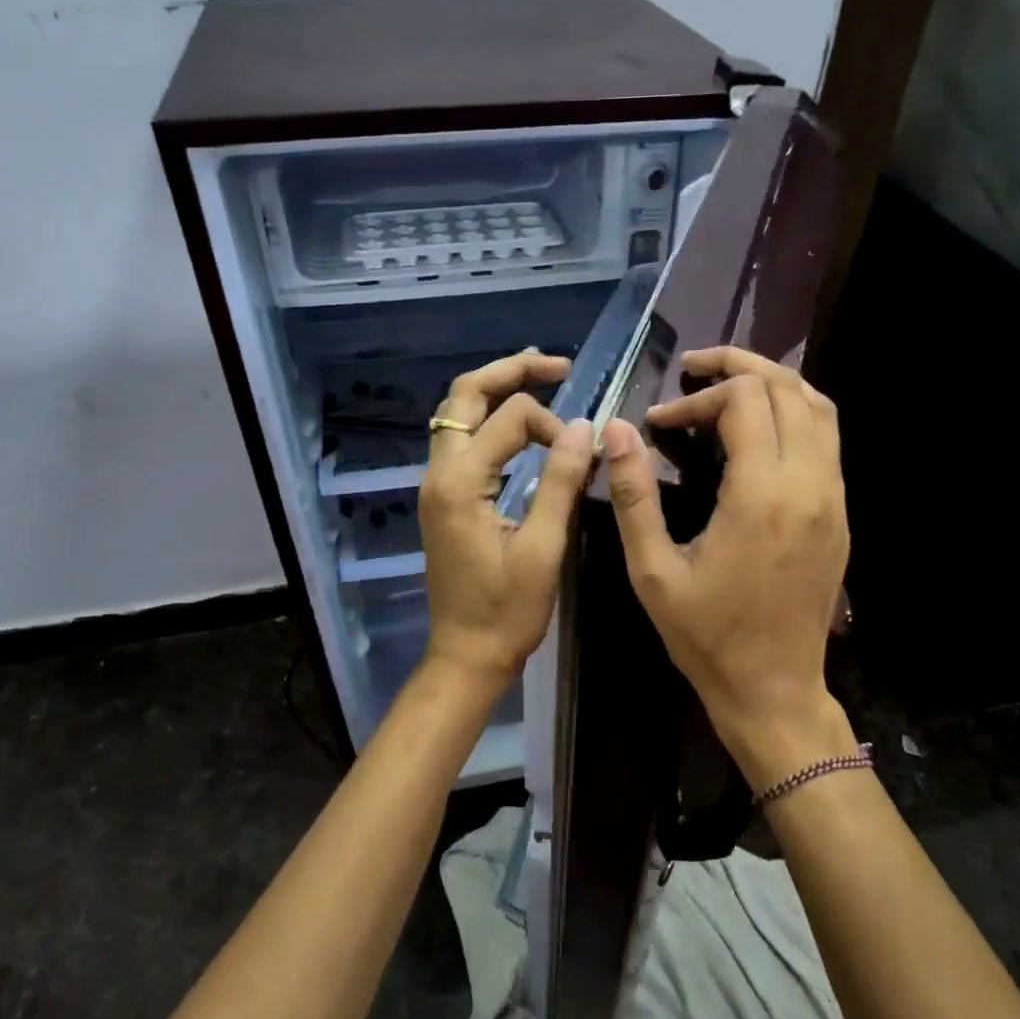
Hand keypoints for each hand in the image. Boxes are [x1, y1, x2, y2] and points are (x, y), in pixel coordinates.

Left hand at [420, 352, 594, 681]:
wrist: (466, 653)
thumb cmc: (507, 611)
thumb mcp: (543, 548)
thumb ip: (560, 482)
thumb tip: (583, 427)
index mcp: (459, 482)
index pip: (509, 419)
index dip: (553, 425)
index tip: (584, 453)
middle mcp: (438, 473)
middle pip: (464, 396)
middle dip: (509, 373)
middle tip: (556, 365)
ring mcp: (435, 485)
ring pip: (457, 415)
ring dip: (495, 392)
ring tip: (539, 379)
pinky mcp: (443, 499)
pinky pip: (460, 441)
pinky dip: (489, 421)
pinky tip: (519, 425)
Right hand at [603, 347, 848, 781]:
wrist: (774, 690)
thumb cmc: (706, 636)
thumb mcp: (652, 571)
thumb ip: (634, 495)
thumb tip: (616, 431)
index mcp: (762, 496)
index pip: (744, 401)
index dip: (697, 398)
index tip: (659, 423)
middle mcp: (809, 485)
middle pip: (789, 388)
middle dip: (739, 367)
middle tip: (694, 368)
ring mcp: (833, 499)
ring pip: (820, 407)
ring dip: (773, 383)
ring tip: (727, 383)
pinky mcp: (839, 515)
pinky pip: (828, 440)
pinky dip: (795, 413)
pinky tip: (759, 427)